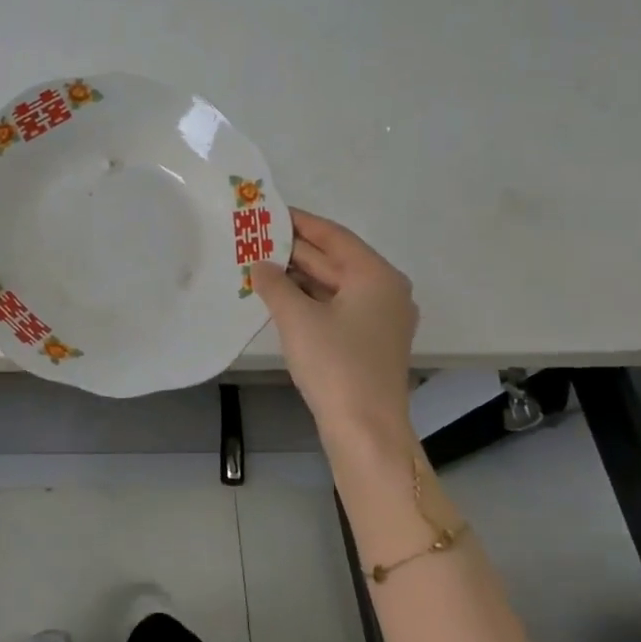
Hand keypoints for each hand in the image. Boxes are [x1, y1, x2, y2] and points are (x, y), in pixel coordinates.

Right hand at [252, 209, 417, 454]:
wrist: (365, 429)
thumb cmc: (335, 364)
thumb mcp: (297, 318)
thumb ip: (274, 284)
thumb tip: (259, 265)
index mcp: (376, 276)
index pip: (334, 236)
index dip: (300, 222)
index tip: (269, 212)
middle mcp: (385, 291)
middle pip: (335, 259)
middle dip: (295, 250)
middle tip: (255, 237)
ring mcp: (379, 318)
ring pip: (334, 285)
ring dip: (298, 276)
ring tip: (258, 263)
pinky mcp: (369, 341)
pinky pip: (336, 307)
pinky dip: (308, 299)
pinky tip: (278, 296)